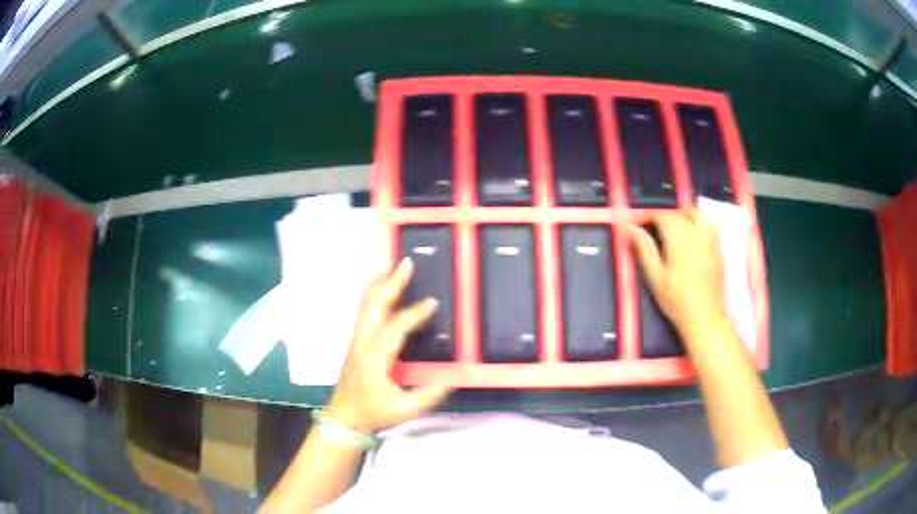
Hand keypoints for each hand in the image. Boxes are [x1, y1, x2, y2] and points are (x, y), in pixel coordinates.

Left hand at [325, 258, 450, 432]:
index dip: (415, 314)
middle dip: (390, 282)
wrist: (344, 417)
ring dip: (379, 283)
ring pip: (366, 304)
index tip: (433, 302)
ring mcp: (357, 340)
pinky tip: (381, 287)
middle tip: (406, 262)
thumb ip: (429, 396)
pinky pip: (364, 311)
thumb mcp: (404, 410)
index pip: (396, 327)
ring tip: (391, 265)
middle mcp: (363, 342)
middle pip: (374, 305)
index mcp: (375, 357)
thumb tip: (451, 378)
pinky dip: (373, 293)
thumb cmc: (373, 413)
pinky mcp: (357, 342)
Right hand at [628, 209, 728, 336]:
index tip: (638, 223)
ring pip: (698, 214)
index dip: (648, 216)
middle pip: (681, 212)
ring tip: (675, 228)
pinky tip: (693, 236)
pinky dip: (699, 223)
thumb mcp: (655, 277)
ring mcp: (711, 240)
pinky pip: (710, 225)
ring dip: (684, 215)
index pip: (663, 215)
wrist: (705, 318)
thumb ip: (644, 249)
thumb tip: (630, 227)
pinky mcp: (718, 248)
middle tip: (655, 228)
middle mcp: (697, 233)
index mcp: (679, 239)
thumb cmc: (676, 301)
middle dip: (666, 215)